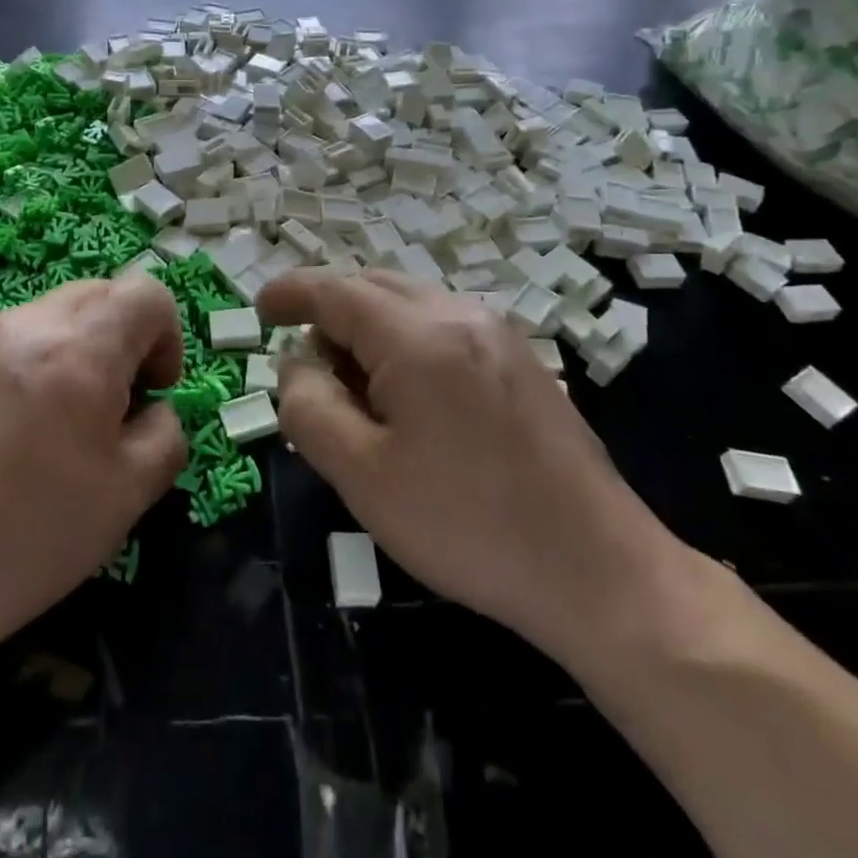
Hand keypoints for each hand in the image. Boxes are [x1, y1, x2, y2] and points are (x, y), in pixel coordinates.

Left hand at [0, 277, 188, 696]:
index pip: (147, 294)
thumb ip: (163, 434)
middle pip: (100, 295)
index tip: (150, 394)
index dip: (167, 337)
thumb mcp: (125, 497)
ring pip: (50, 317)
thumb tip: (151, 408)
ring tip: (49, 430)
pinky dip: (26, 367)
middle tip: (108, 413)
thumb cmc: (19, 541)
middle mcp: (24, 322)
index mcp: (78, 347)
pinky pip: (6, 340)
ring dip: (73, 354)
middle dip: (122, 341)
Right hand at [257, 269, 689, 670]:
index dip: (290, 292)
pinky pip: (443, 325)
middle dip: (329, 314)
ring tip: (357, 393)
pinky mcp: (521, 358)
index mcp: (419, 335)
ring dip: (368, 330)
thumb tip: (296, 364)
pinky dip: (406, 342)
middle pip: (373, 287)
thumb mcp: (363, 476)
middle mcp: (461, 314)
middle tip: (307, 369)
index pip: (335, 290)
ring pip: (409, 304)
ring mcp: (498, 332)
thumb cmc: (468, 525)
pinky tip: (409, 400)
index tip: (260, 307)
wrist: (598, 570)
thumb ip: (310, 407)